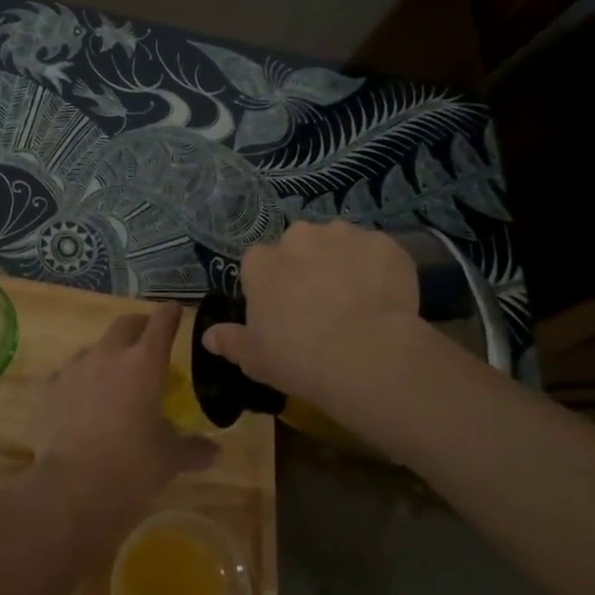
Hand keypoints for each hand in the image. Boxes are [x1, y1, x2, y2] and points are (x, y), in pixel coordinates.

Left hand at [30, 303, 218, 545]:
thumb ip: (193, 450)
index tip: (175, 309)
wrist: (72, 487)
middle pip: (125, 324)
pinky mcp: (49, 387)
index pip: (161, 323)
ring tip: (113, 380)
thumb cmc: (131, 467)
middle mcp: (109, 355)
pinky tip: (81, 404)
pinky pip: (68, 375)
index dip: (170, 314)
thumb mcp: (169, 460)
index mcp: (145, 364)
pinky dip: (80, 383)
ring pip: (95, 349)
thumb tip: (215, 452)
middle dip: (139, 327)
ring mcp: (75, 368)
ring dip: (107, 356)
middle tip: (147, 339)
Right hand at [202, 221, 434, 427]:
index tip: (283, 312)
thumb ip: (231, 341)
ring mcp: (343, 235)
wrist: (368, 356)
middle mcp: (298, 237)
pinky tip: (386, 299)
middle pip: (299, 247)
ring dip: (342, 263)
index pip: (259, 264)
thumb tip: (209, 336)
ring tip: (357, 301)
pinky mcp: (383, 243)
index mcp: (261, 262)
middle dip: (307, 268)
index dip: (272, 286)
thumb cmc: (299, 358)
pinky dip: (379, 269)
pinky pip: (377, 253)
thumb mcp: (255, 359)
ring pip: (338, 244)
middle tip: (321, 306)